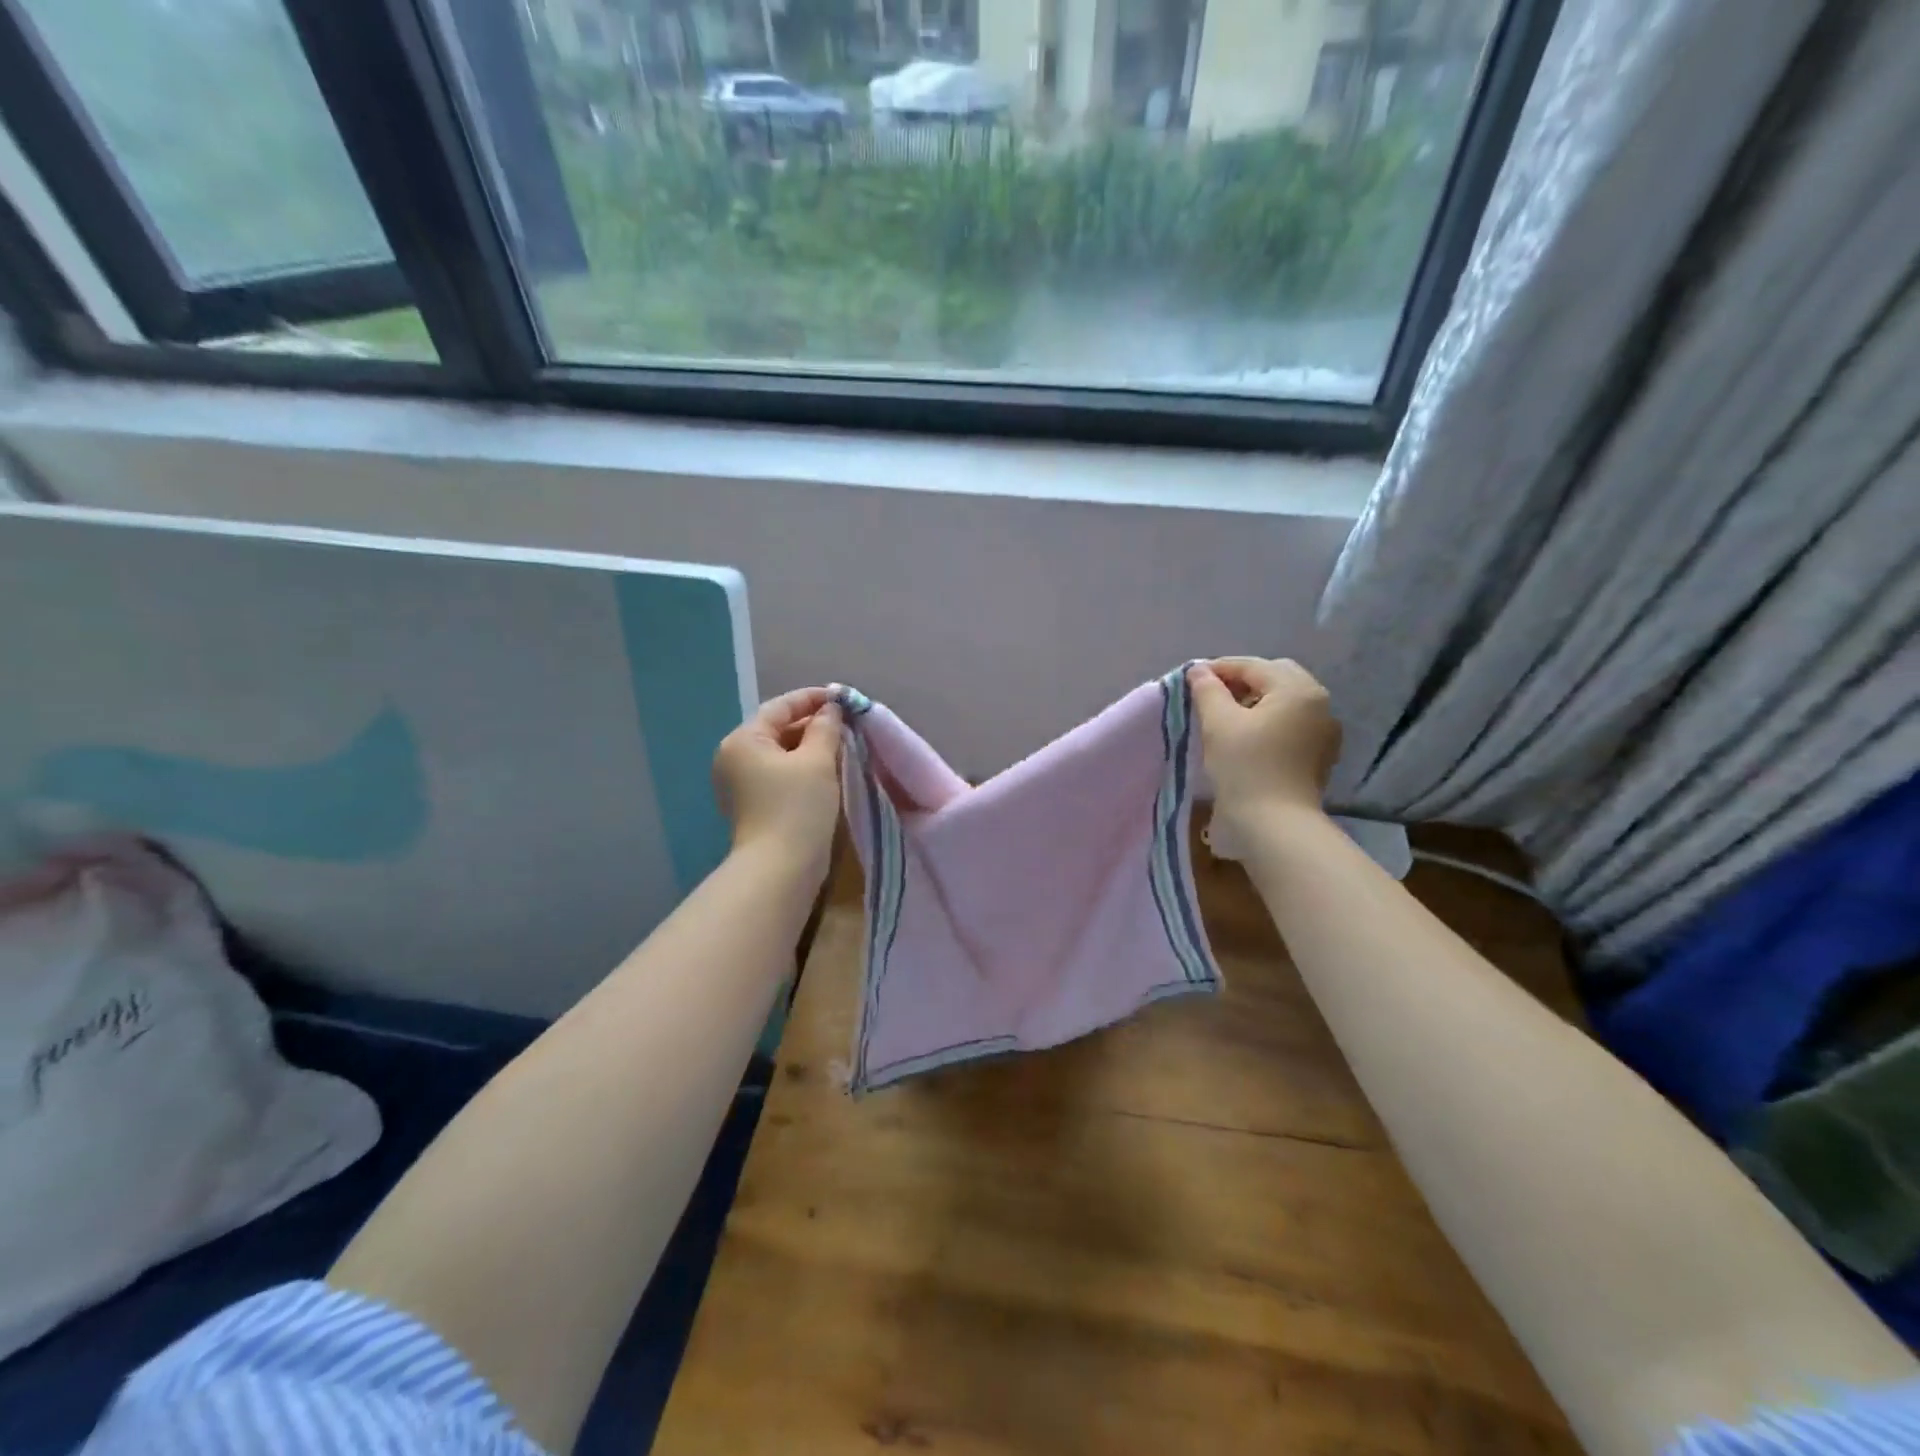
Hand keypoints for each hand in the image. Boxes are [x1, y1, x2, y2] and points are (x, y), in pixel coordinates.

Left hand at [713, 687, 842, 871]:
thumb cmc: (797, 808)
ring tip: (841, 744)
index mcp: (743, 740)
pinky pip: (778, 774)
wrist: (779, 869)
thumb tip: (831, 710)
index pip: (780, 707)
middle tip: (846, 723)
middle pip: (776, 729)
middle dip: (811, 724)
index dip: (812, 698)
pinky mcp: (752, 805)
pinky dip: (801, 767)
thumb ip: (825, 728)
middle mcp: (734, 757)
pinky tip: (826, 769)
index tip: (842, 698)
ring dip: (808, 746)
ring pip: (779, 753)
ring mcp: (740, 784)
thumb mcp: (817, 761)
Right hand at [1188, 658, 1340, 831]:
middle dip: (1242, 680)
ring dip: (1256, 700)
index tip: (1191, 677)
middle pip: (1276, 678)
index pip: (1254, 666)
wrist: (1275, 824)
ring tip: (1225, 715)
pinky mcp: (1319, 755)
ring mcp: (1324, 731)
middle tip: (1211, 694)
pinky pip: (1292, 724)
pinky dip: (1269, 721)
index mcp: (1298, 690)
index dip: (1220, 668)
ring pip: (1286, 701)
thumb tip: (1199, 671)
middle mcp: (1319, 704)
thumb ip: (1208, 690)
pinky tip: (1247, 736)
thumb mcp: (1218, 723)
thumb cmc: (1245, 767)